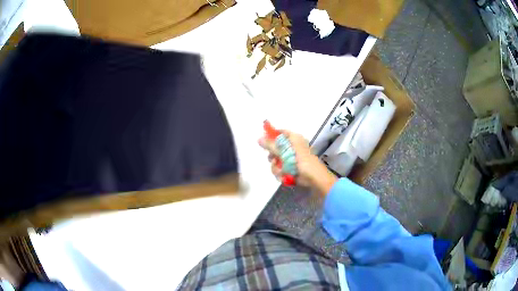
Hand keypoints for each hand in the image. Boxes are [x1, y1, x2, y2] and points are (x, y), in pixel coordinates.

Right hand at [258, 130, 336, 194]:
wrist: (315, 179)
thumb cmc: (302, 162)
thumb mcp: (285, 152)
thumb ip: (271, 145)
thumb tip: (258, 138)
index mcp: (294, 139)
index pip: (280, 132)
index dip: (271, 136)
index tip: (264, 142)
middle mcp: (293, 147)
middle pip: (276, 147)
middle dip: (273, 156)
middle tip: (273, 159)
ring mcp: (292, 158)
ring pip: (277, 160)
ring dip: (277, 168)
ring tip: (282, 172)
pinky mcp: (291, 169)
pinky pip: (281, 169)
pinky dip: (281, 174)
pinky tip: (284, 177)